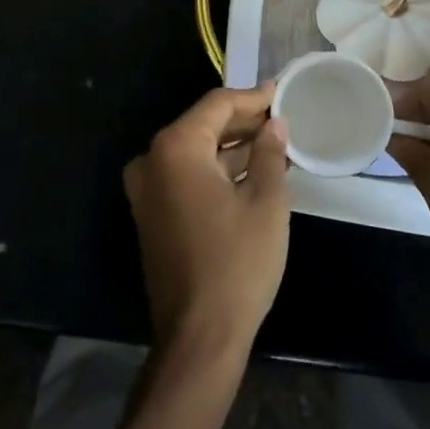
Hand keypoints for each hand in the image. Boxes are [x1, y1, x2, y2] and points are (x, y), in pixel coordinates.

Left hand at [123, 85, 291, 358]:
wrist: (199, 335)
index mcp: (176, 148)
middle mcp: (152, 160)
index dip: (253, 98)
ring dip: (232, 146)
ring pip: (194, 151)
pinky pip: (186, 175)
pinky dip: (216, 170)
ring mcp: (147, 189)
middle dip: (243, 121)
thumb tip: (274, 124)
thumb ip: (270, 153)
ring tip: (274, 142)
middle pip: (202, 125)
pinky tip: (251, 170)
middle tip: (282, 117)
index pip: (217, 105)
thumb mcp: (266, 202)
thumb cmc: (238, 262)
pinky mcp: (151, 213)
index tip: (282, 92)